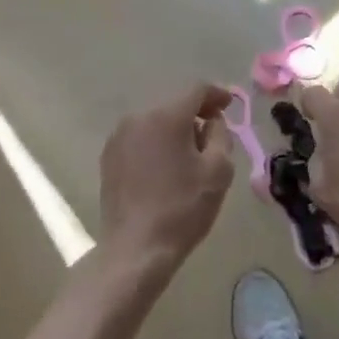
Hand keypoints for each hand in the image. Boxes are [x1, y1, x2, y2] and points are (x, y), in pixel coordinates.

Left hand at [98, 83, 235, 271]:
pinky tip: (165, 168)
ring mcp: (118, 137)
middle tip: (213, 135)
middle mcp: (138, 117)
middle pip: (174, 104)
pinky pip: (140, 138)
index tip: (229, 106)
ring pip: (155, 121)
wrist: (136, 249)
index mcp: (166, 116)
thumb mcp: (218, 170)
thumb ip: (220, 134)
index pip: (196, 90)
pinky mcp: (109, 157)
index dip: (217, 94)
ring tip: (189, 156)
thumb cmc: (183, 208)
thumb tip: (212, 121)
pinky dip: (156, 143)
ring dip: (175, 130)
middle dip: (196, 114)